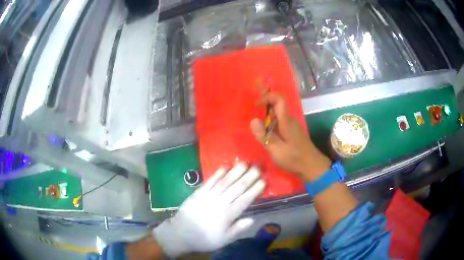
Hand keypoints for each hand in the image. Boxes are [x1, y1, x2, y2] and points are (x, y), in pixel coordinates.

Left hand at [153, 163, 265, 257]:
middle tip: (259, 167)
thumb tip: (252, 218)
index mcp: (228, 215)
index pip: (245, 199)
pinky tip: (225, 167)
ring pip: (225, 182)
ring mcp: (208, 196)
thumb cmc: (204, 238)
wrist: (180, 234)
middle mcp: (220, 203)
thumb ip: (238, 229)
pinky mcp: (198, 192)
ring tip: (245, 163)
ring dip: (235, 172)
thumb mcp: (223, 240)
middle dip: (249, 177)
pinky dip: (218, 173)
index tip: (264, 180)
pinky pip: (210, 181)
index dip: (255, 189)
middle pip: (237, 188)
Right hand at [250, 92, 330, 181]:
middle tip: (255, 87)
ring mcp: (292, 124)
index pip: (279, 99)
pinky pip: (280, 118)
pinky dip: (271, 117)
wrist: (311, 165)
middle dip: (266, 96)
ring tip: (256, 108)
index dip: (267, 97)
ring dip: (267, 108)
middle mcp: (290, 118)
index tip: (256, 105)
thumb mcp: (276, 150)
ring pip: (279, 111)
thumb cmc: (294, 158)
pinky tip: (265, 126)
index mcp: (286, 121)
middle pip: (278, 102)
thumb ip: (264, 135)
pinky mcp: (292, 130)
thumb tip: (253, 120)